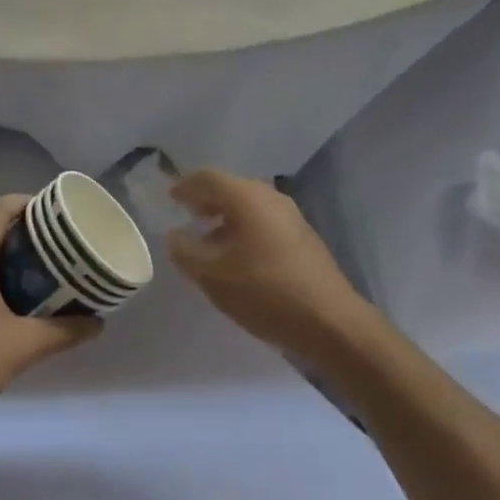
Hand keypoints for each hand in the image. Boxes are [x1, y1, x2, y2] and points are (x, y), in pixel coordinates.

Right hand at [167, 169, 368, 366]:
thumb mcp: (212, 275)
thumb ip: (185, 251)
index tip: (170, 199)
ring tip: (208, 242)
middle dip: (206, 201)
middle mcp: (269, 196)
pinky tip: (238, 257)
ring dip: (225, 217)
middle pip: (230, 188)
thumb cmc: (264, 291)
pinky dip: (244, 229)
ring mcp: (290, 215)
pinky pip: (264, 221)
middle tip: (187, 218)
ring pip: (248, 205)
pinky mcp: (302, 236)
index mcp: (246, 197)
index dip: (184, 186)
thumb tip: (175, 236)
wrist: (329, 321)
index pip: (207, 177)